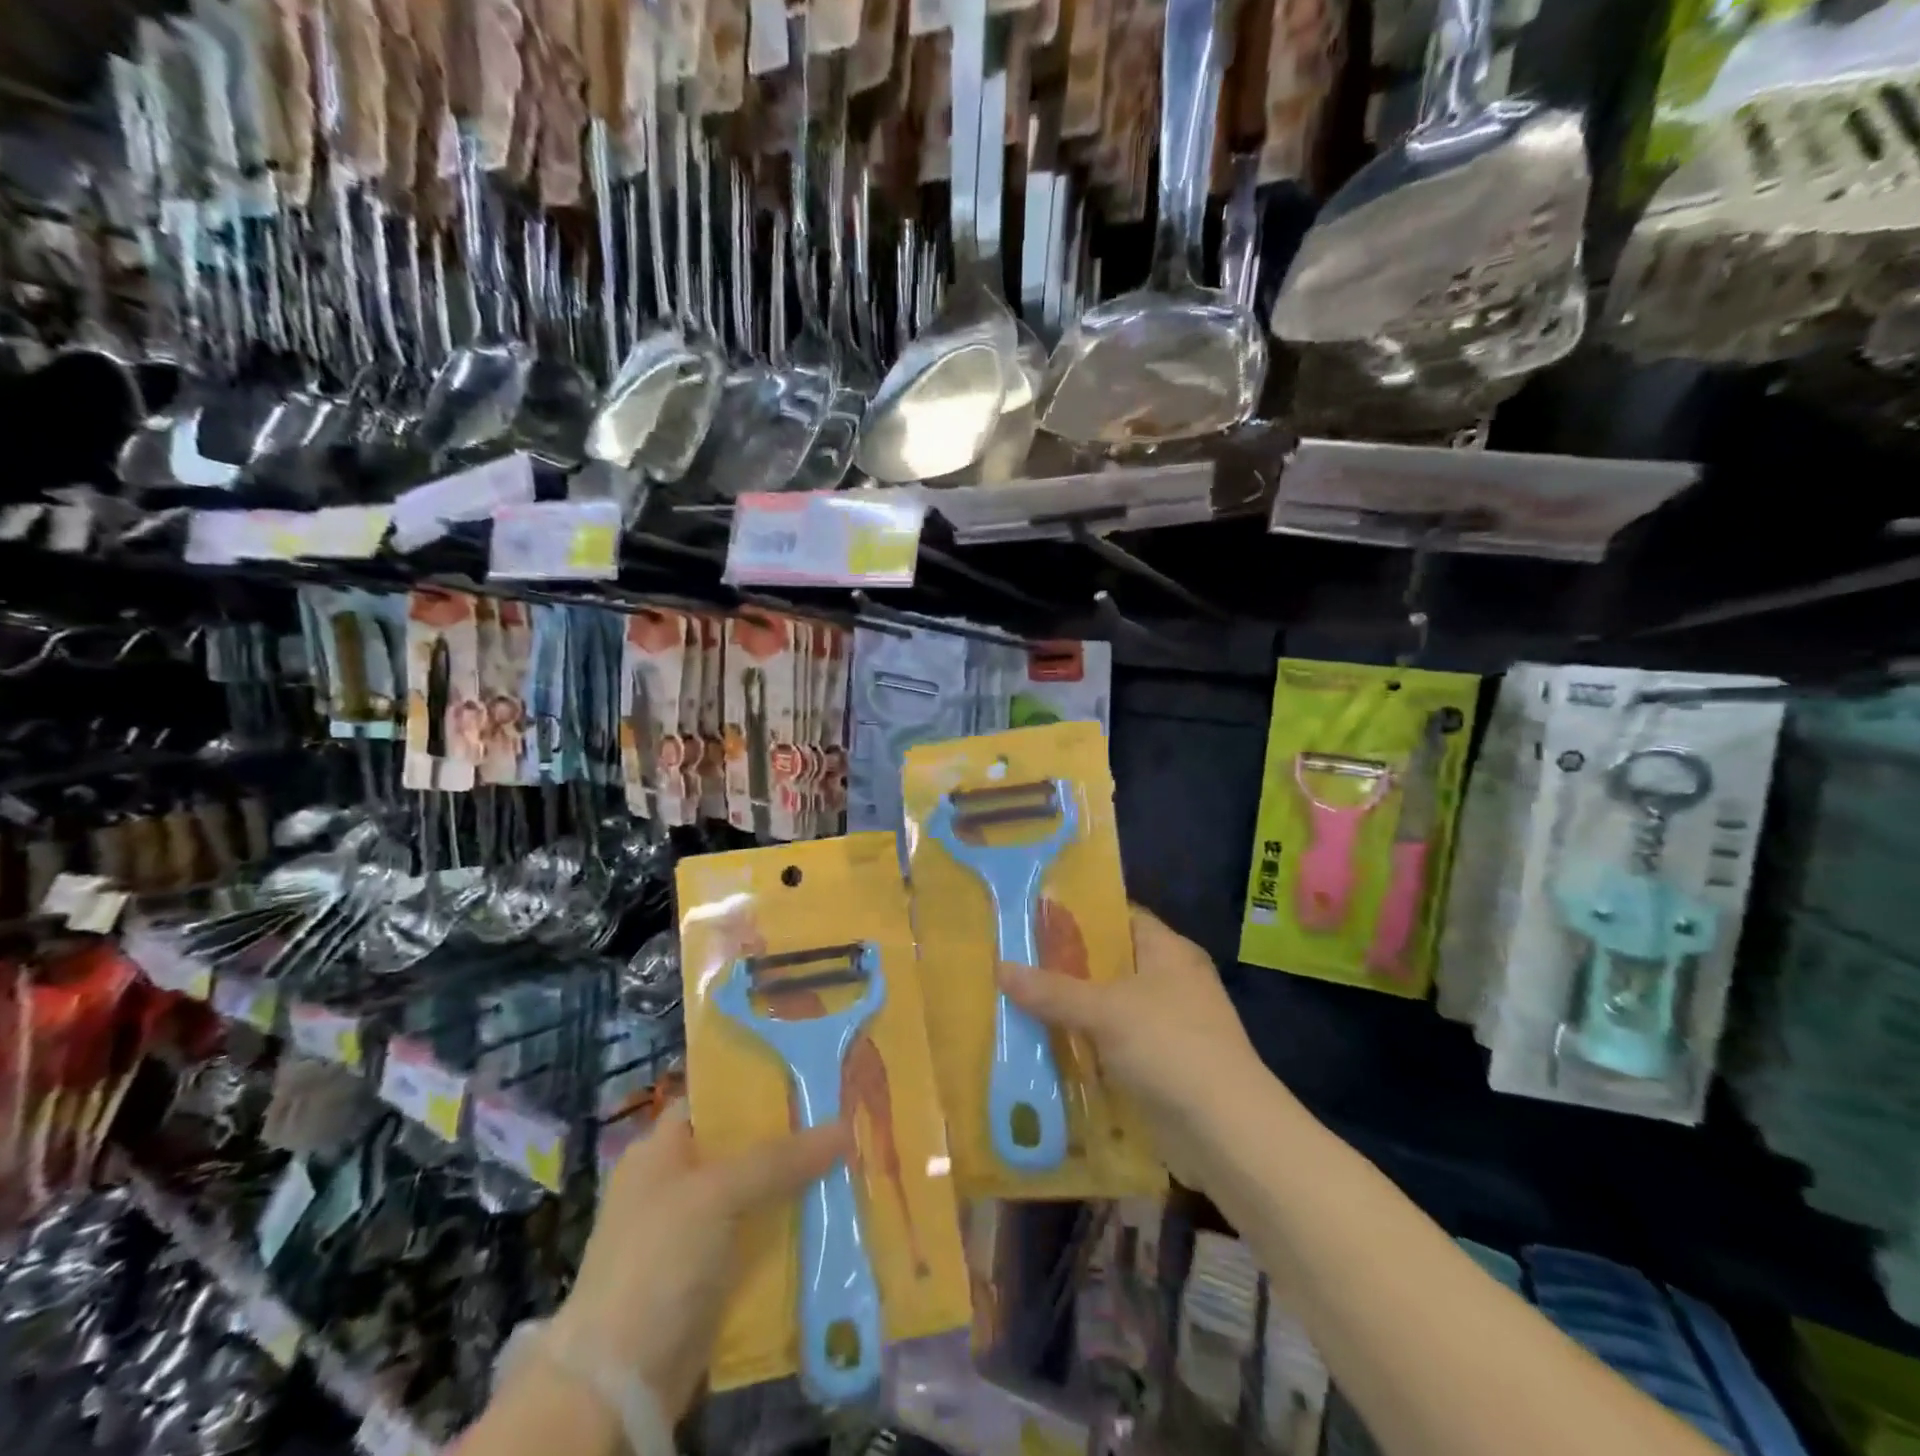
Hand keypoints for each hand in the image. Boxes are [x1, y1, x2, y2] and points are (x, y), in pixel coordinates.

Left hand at [549, 1103, 848, 1418]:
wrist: (619, 1381)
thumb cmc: (658, 1259)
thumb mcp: (719, 1193)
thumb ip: (781, 1158)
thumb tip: (845, 1126)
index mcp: (661, 1148)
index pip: (715, 1099)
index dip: (759, 1086)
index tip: (812, 1077)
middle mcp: (676, 1182)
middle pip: (743, 1147)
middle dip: (791, 1138)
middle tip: (846, 1120)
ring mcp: (693, 1231)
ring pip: (756, 1194)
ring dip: (796, 1186)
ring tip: (852, 1163)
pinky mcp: (711, 1274)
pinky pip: (759, 1237)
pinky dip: (789, 1230)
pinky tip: (832, 1217)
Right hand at [998, 906, 1267, 1192]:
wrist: (1227, 1132)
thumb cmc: (1170, 1046)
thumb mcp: (1105, 1010)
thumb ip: (1052, 990)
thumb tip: (1000, 968)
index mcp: (1168, 951)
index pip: (1119, 916)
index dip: (1080, 915)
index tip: (1034, 918)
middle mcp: (1170, 981)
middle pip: (1109, 964)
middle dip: (1064, 968)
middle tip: (1013, 963)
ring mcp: (1167, 1026)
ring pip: (1108, 1009)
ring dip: (1071, 1012)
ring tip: (1016, 1004)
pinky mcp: (1160, 1066)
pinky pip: (1112, 1046)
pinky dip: (1085, 1048)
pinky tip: (1044, 1050)